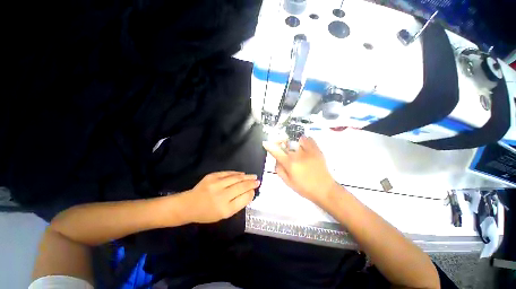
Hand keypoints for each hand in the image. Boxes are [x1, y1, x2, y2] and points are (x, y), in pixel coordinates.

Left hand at [182, 171, 259, 223]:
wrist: (189, 205)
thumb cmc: (207, 213)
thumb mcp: (223, 214)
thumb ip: (238, 204)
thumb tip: (249, 192)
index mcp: (225, 209)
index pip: (243, 198)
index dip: (251, 193)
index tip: (255, 190)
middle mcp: (221, 196)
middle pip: (241, 187)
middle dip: (251, 183)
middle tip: (258, 181)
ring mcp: (216, 184)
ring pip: (236, 178)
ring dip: (246, 177)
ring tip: (253, 176)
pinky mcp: (211, 176)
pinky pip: (228, 173)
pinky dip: (236, 173)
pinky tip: (242, 174)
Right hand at [262, 136, 336, 203]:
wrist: (324, 189)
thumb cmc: (304, 187)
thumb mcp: (287, 182)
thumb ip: (279, 169)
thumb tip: (276, 159)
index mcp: (290, 163)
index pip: (276, 151)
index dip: (269, 146)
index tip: (266, 143)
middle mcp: (298, 155)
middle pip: (285, 143)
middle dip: (282, 144)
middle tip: (284, 149)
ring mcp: (308, 151)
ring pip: (297, 140)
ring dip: (294, 143)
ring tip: (297, 149)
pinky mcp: (317, 149)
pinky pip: (308, 139)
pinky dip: (304, 141)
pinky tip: (305, 148)